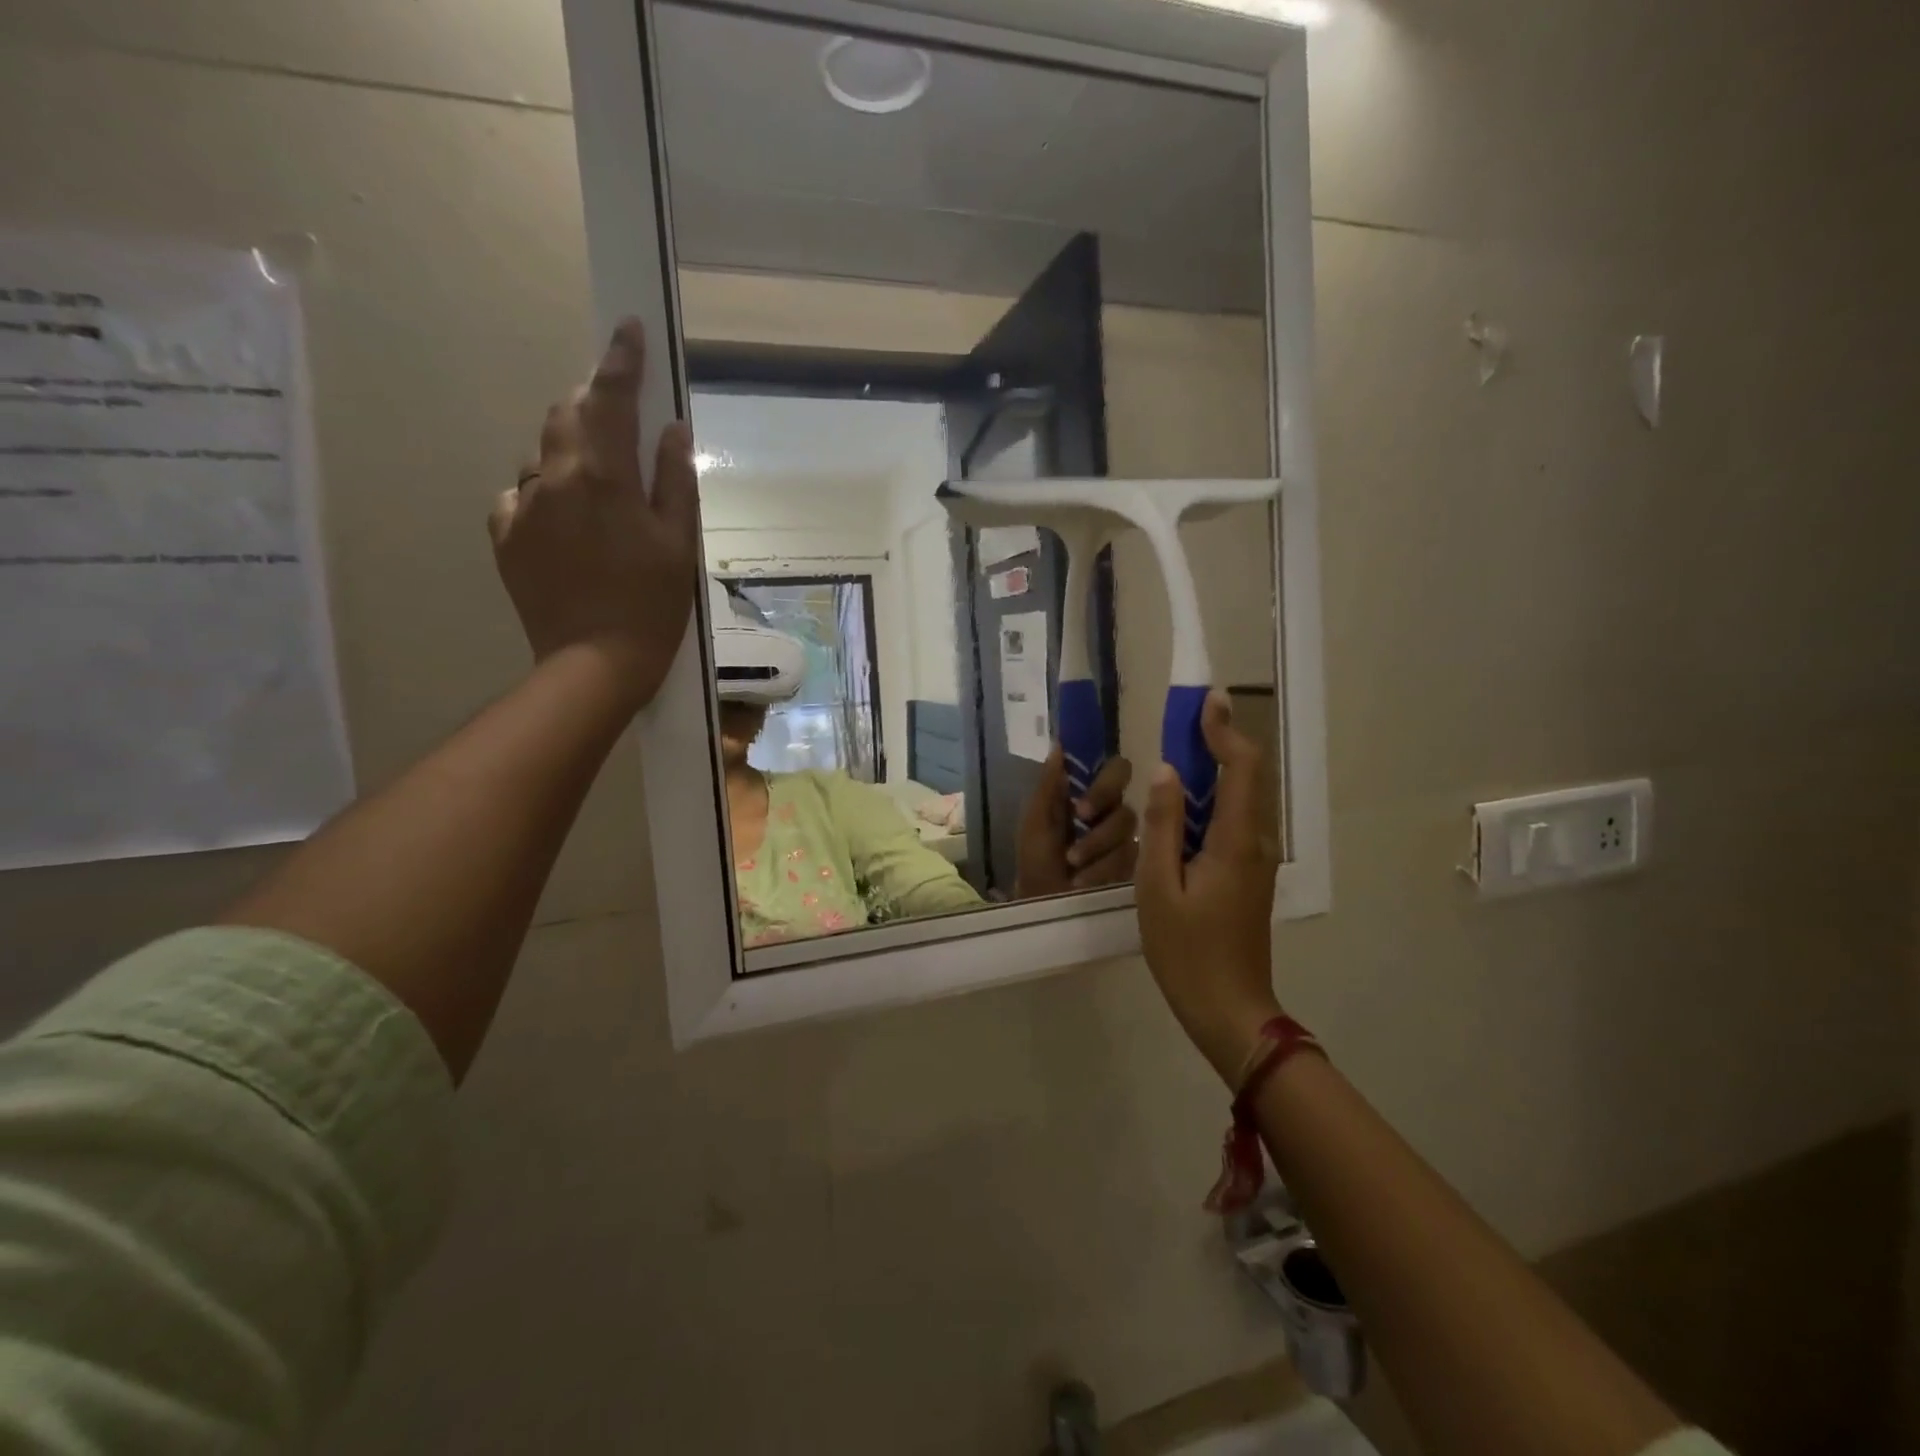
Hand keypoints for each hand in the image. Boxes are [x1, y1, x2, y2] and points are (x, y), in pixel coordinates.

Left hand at [491, 319, 699, 708]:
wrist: (595, 663)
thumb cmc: (652, 605)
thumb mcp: (679, 544)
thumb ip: (674, 481)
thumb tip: (671, 430)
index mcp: (603, 476)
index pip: (610, 398)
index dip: (621, 360)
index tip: (628, 328)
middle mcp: (553, 479)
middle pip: (566, 416)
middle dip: (593, 405)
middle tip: (620, 419)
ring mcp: (521, 507)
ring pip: (543, 457)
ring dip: (572, 455)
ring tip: (599, 492)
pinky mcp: (505, 537)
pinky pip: (523, 496)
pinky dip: (547, 495)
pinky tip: (568, 526)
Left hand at [1015, 749, 1137, 897]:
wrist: (1042, 906)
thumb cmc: (1035, 861)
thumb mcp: (1036, 822)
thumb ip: (1049, 785)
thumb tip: (1059, 744)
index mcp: (1090, 797)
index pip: (1118, 772)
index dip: (1107, 784)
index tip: (1081, 810)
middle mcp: (1113, 816)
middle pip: (1127, 808)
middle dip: (1101, 830)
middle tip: (1077, 848)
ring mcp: (1127, 845)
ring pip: (1128, 838)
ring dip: (1095, 852)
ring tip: (1072, 867)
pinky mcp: (1136, 871)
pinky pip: (1131, 863)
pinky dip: (1101, 872)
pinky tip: (1084, 882)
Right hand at [1136, 691, 1282, 1084]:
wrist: (1229, 1009)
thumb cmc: (1187, 952)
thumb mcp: (1157, 887)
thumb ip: (1161, 826)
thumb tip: (1166, 773)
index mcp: (1235, 841)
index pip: (1241, 768)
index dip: (1224, 730)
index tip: (1204, 702)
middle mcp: (1255, 842)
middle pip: (1246, 777)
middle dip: (1218, 742)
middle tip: (1183, 720)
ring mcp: (1254, 860)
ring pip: (1240, 799)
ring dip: (1213, 770)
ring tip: (1176, 755)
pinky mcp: (1247, 875)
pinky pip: (1231, 823)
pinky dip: (1209, 801)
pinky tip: (1178, 809)